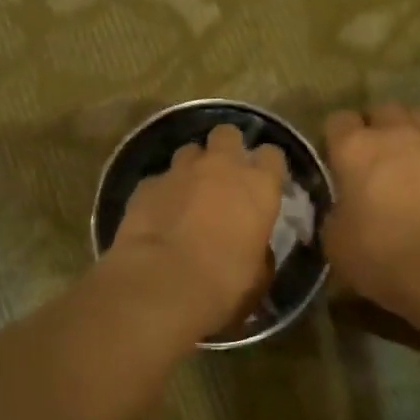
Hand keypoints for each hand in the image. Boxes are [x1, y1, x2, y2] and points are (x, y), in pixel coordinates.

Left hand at [111, 124, 286, 332]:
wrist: (161, 284)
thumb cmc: (223, 284)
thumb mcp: (258, 275)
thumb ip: (260, 249)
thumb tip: (255, 247)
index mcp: (258, 185)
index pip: (272, 155)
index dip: (267, 166)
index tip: (263, 182)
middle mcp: (221, 166)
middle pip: (227, 135)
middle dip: (226, 148)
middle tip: (223, 176)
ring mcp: (180, 171)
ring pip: (190, 151)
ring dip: (192, 168)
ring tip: (188, 194)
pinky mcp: (147, 184)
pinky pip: (159, 180)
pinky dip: (162, 193)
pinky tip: (158, 215)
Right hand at [321, 103, 419, 310]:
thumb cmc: (376, 251)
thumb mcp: (334, 238)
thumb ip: (335, 212)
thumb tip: (343, 210)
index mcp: (355, 148)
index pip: (338, 120)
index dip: (335, 138)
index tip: (335, 160)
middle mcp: (396, 136)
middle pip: (383, 110)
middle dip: (376, 127)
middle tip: (371, 157)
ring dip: (409, 136)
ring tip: (405, 164)